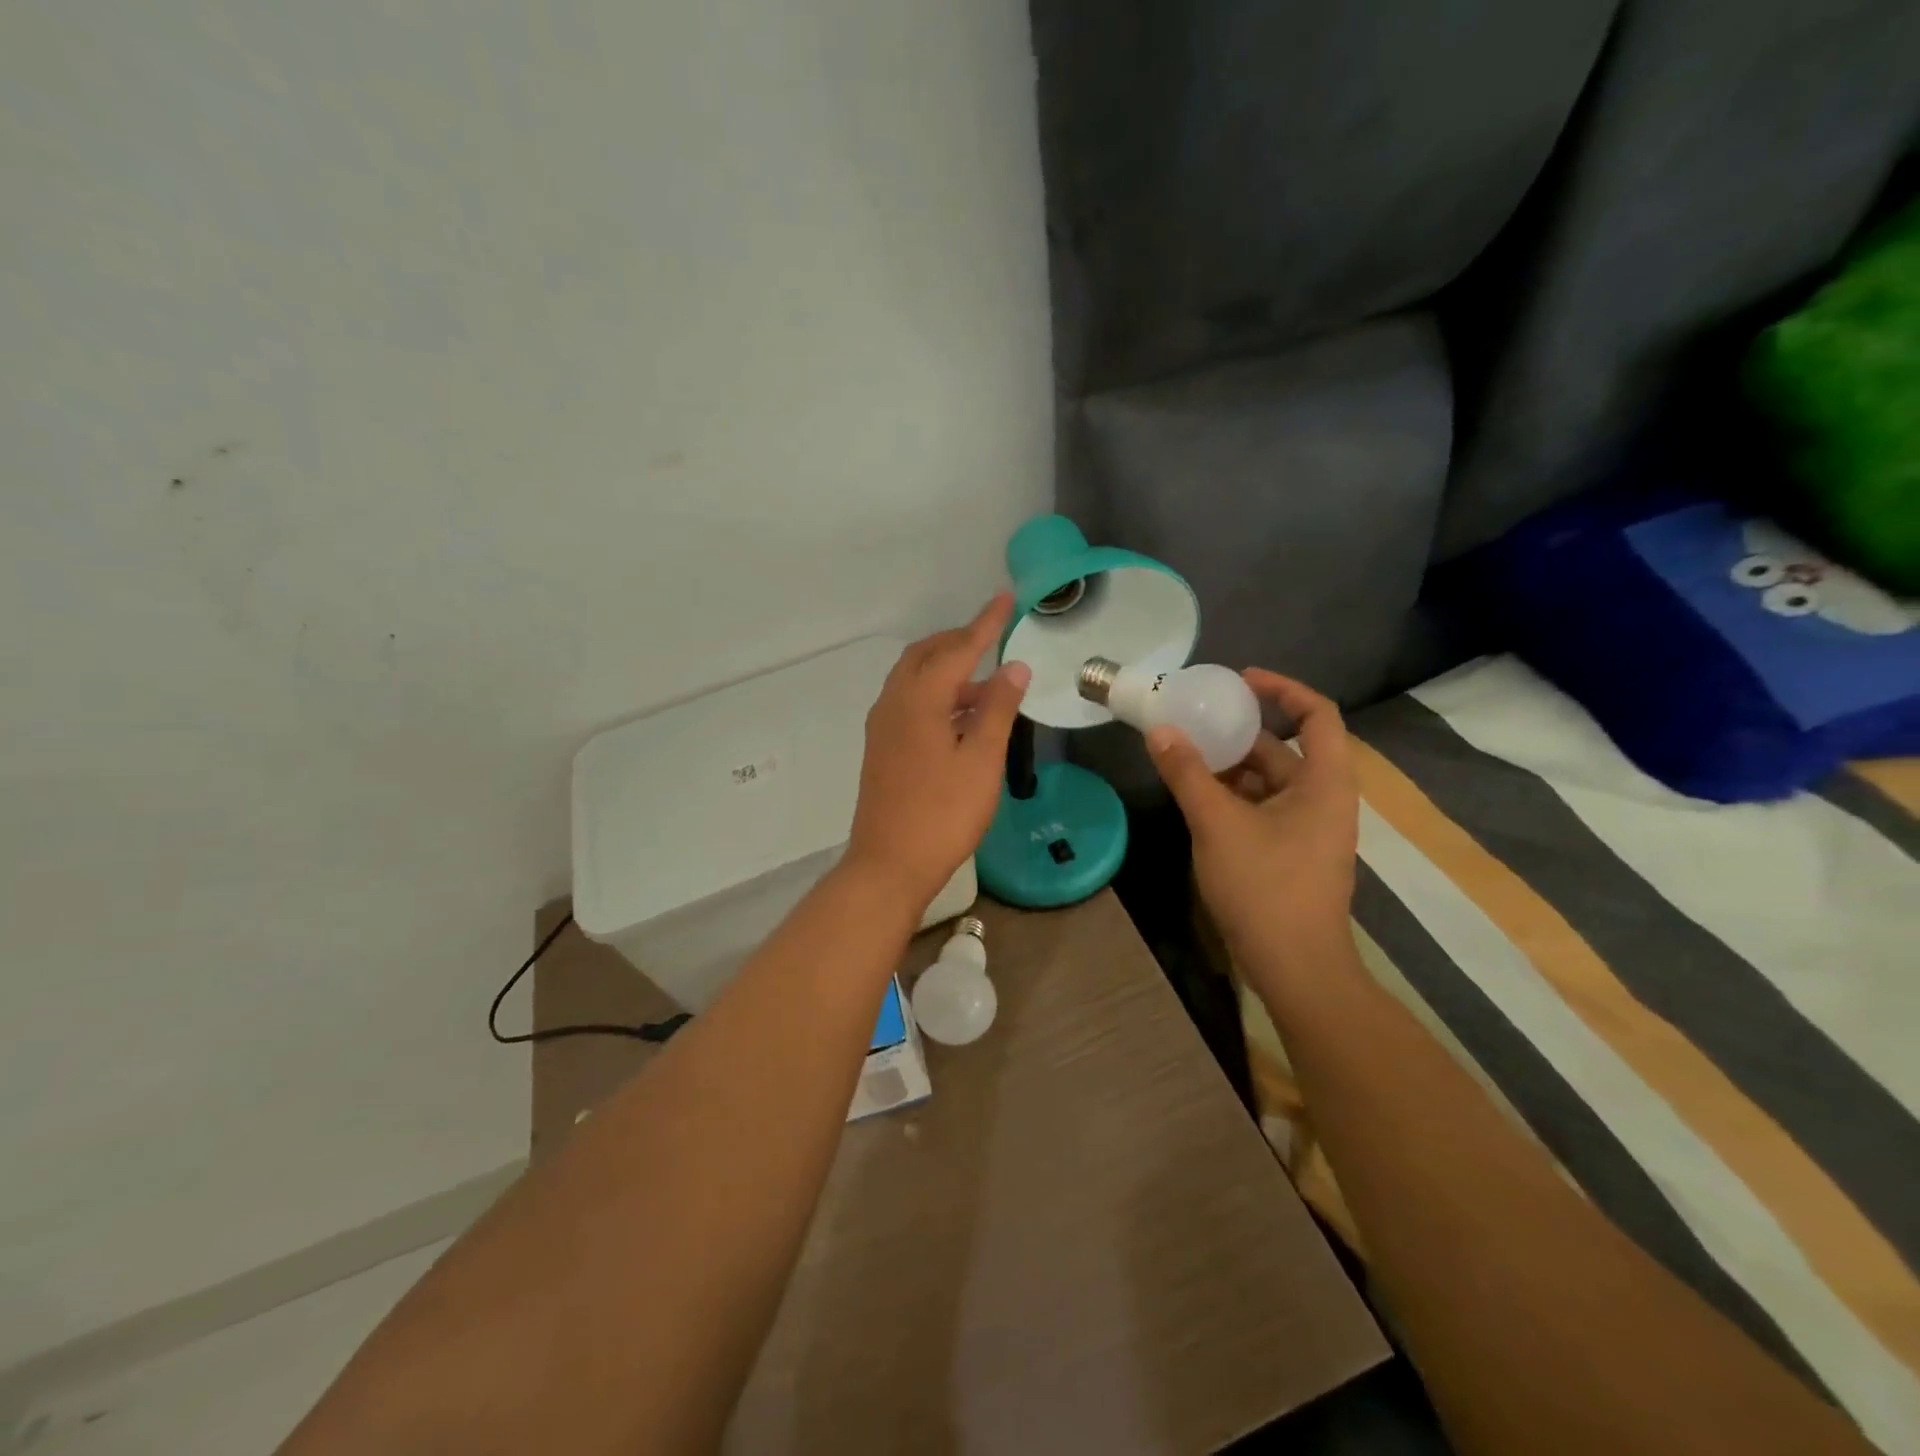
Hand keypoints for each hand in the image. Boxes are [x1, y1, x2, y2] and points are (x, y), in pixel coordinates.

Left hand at [844, 594, 1029, 911]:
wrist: (889, 864)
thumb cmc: (942, 814)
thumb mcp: (981, 760)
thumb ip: (997, 709)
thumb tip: (1014, 667)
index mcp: (918, 699)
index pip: (957, 648)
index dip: (985, 624)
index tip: (1006, 599)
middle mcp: (893, 703)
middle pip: (925, 655)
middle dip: (959, 641)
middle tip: (993, 638)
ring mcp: (882, 726)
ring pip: (914, 679)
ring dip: (947, 670)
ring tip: (987, 683)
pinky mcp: (882, 747)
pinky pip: (909, 702)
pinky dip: (936, 694)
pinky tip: (961, 716)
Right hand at [1146, 670, 1359, 990]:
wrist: (1295, 968)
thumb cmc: (1265, 887)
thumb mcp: (1217, 823)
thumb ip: (1187, 773)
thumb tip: (1160, 731)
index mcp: (1325, 782)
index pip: (1317, 714)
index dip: (1282, 688)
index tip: (1239, 680)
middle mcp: (1324, 798)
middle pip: (1285, 748)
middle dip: (1239, 732)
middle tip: (1194, 720)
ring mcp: (1309, 829)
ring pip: (1269, 782)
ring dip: (1230, 767)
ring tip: (1185, 756)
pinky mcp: (1292, 853)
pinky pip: (1262, 808)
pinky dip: (1232, 797)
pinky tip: (1196, 799)